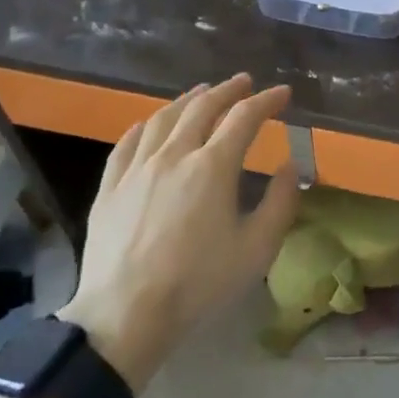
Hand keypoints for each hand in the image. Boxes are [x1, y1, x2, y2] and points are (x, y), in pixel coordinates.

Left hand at [61, 75, 297, 391]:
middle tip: (244, 83)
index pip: (244, 118)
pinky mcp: (109, 187)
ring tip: (201, 93)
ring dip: (188, 99)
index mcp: (212, 167)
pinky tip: (150, 125)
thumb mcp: (256, 249)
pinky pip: (127, 143)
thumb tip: (288, 166)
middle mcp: (174, 154)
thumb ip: (280, 203)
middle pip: (202, 107)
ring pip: (163, 118)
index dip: (266, 101)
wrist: (126, 314)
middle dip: (228, 90)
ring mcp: (136, 168)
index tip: (282, 93)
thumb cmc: (198, 283)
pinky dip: (145, 125)